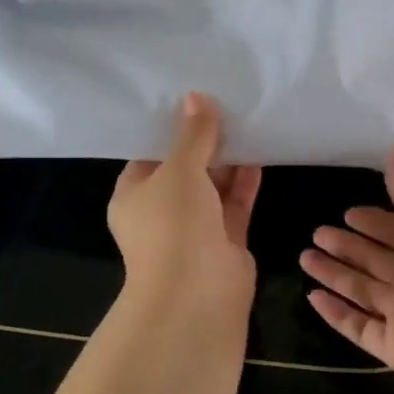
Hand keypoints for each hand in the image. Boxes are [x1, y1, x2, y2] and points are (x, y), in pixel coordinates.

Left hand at [108, 94, 262, 319]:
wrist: (196, 296)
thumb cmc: (172, 225)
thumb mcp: (179, 170)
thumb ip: (193, 135)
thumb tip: (196, 98)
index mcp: (133, 196)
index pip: (148, 155)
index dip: (168, 129)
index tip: (188, 100)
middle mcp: (161, 212)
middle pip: (183, 169)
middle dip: (203, 142)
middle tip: (224, 104)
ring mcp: (194, 228)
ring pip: (212, 186)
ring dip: (227, 160)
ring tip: (245, 121)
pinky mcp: (225, 241)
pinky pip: (235, 203)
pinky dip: (244, 181)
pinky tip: (259, 152)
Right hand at [300, 141, 393, 393]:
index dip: (373, 221)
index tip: (348, 212)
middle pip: (374, 258)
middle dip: (347, 245)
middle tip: (317, 232)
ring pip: (360, 289)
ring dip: (334, 273)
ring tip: (305, 258)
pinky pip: (357, 326)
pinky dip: (335, 314)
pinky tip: (312, 297)